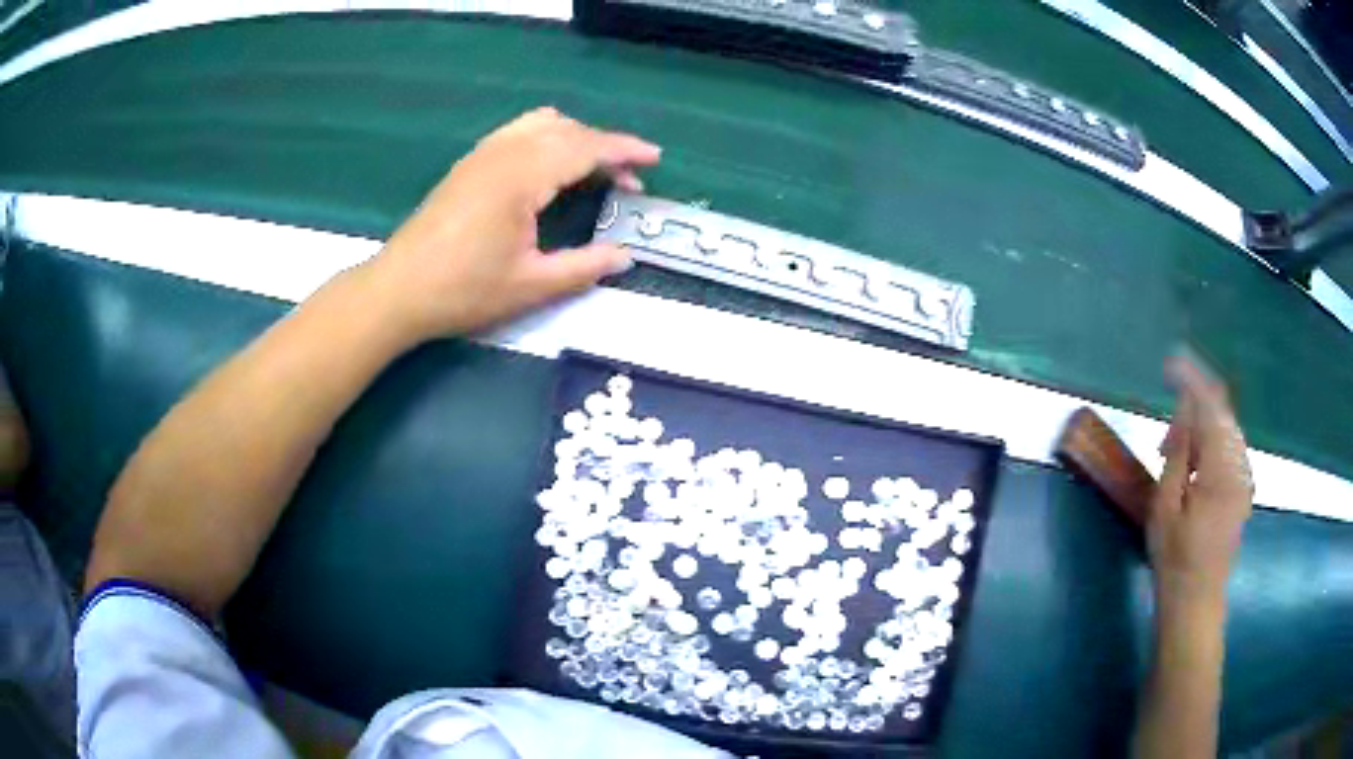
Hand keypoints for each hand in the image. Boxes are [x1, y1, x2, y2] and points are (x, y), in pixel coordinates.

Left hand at [368, 108, 660, 340]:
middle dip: (605, 148)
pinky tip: (549, 165)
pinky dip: (547, 137)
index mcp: (522, 176)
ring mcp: (482, 154)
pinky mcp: (469, 163)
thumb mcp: (531, 286)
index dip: (624, 150)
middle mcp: (504, 152)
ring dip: (575, 138)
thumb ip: (585, 267)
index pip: (585, 147)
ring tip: (594, 169)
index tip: (655, 158)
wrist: (398, 290)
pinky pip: (518, 131)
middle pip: (567, 131)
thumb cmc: (463, 291)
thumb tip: (626, 257)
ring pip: (542, 124)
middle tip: (629, 180)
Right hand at [1148, 356, 1253, 613]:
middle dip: (1193, 410)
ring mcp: (1244, 477)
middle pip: (1221, 414)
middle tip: (1163, 439)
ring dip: (1199, 430)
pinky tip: (1190, 468)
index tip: (1170, 363)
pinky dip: (1208, 445)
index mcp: (1222, 469)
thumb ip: (1179, 450)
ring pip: (1225, 430)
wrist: (1196, 602)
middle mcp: (1240, 465)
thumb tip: (1185, 404)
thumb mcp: (1166, 505)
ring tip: (1172, 456)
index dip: (1192, 379)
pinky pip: (1228, 449)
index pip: (1212, 405)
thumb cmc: (1174, 559)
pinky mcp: (1242, 488)